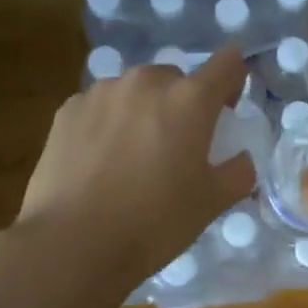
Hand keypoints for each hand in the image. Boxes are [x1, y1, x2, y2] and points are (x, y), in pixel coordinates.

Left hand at [17, 46, 256, 282]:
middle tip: (178, 144)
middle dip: (184, 103)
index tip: (228, 105)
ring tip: (134, 154)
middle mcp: (146, 82)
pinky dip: (109, 123)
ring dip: (143, 110)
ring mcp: (102, 92)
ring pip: (136, 91)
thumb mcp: (212, 203)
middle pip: (177, 78)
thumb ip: (238, 172)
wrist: (73, 244)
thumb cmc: (155, 222)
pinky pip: (101, 106)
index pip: (227, 64)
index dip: (234, 79)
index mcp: (190, 99)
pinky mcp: (67, 109)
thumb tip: (240, 159)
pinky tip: (101, 161)